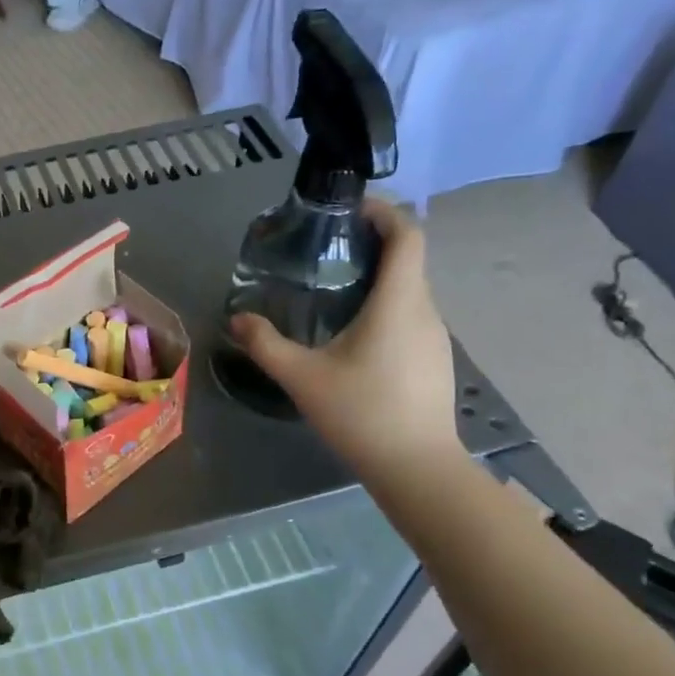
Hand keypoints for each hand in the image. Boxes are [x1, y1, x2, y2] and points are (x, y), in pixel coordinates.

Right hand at [230, 198, 460, 477]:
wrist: (417, 467)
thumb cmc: (361, 413)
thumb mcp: (302, 378)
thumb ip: (266, 345)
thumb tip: (237, 319)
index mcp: (399, 303)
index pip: (407, 235)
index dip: (384, 211)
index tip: (349, 208)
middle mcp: (425, 310)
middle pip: (408, 259)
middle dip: (372, 244)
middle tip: (327, 251)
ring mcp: (436, 337)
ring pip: (410, 290)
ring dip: (379, 278)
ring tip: (335, 291)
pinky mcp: (435, 360)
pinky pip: (412, 316)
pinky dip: (387, 307)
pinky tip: (356, 336)